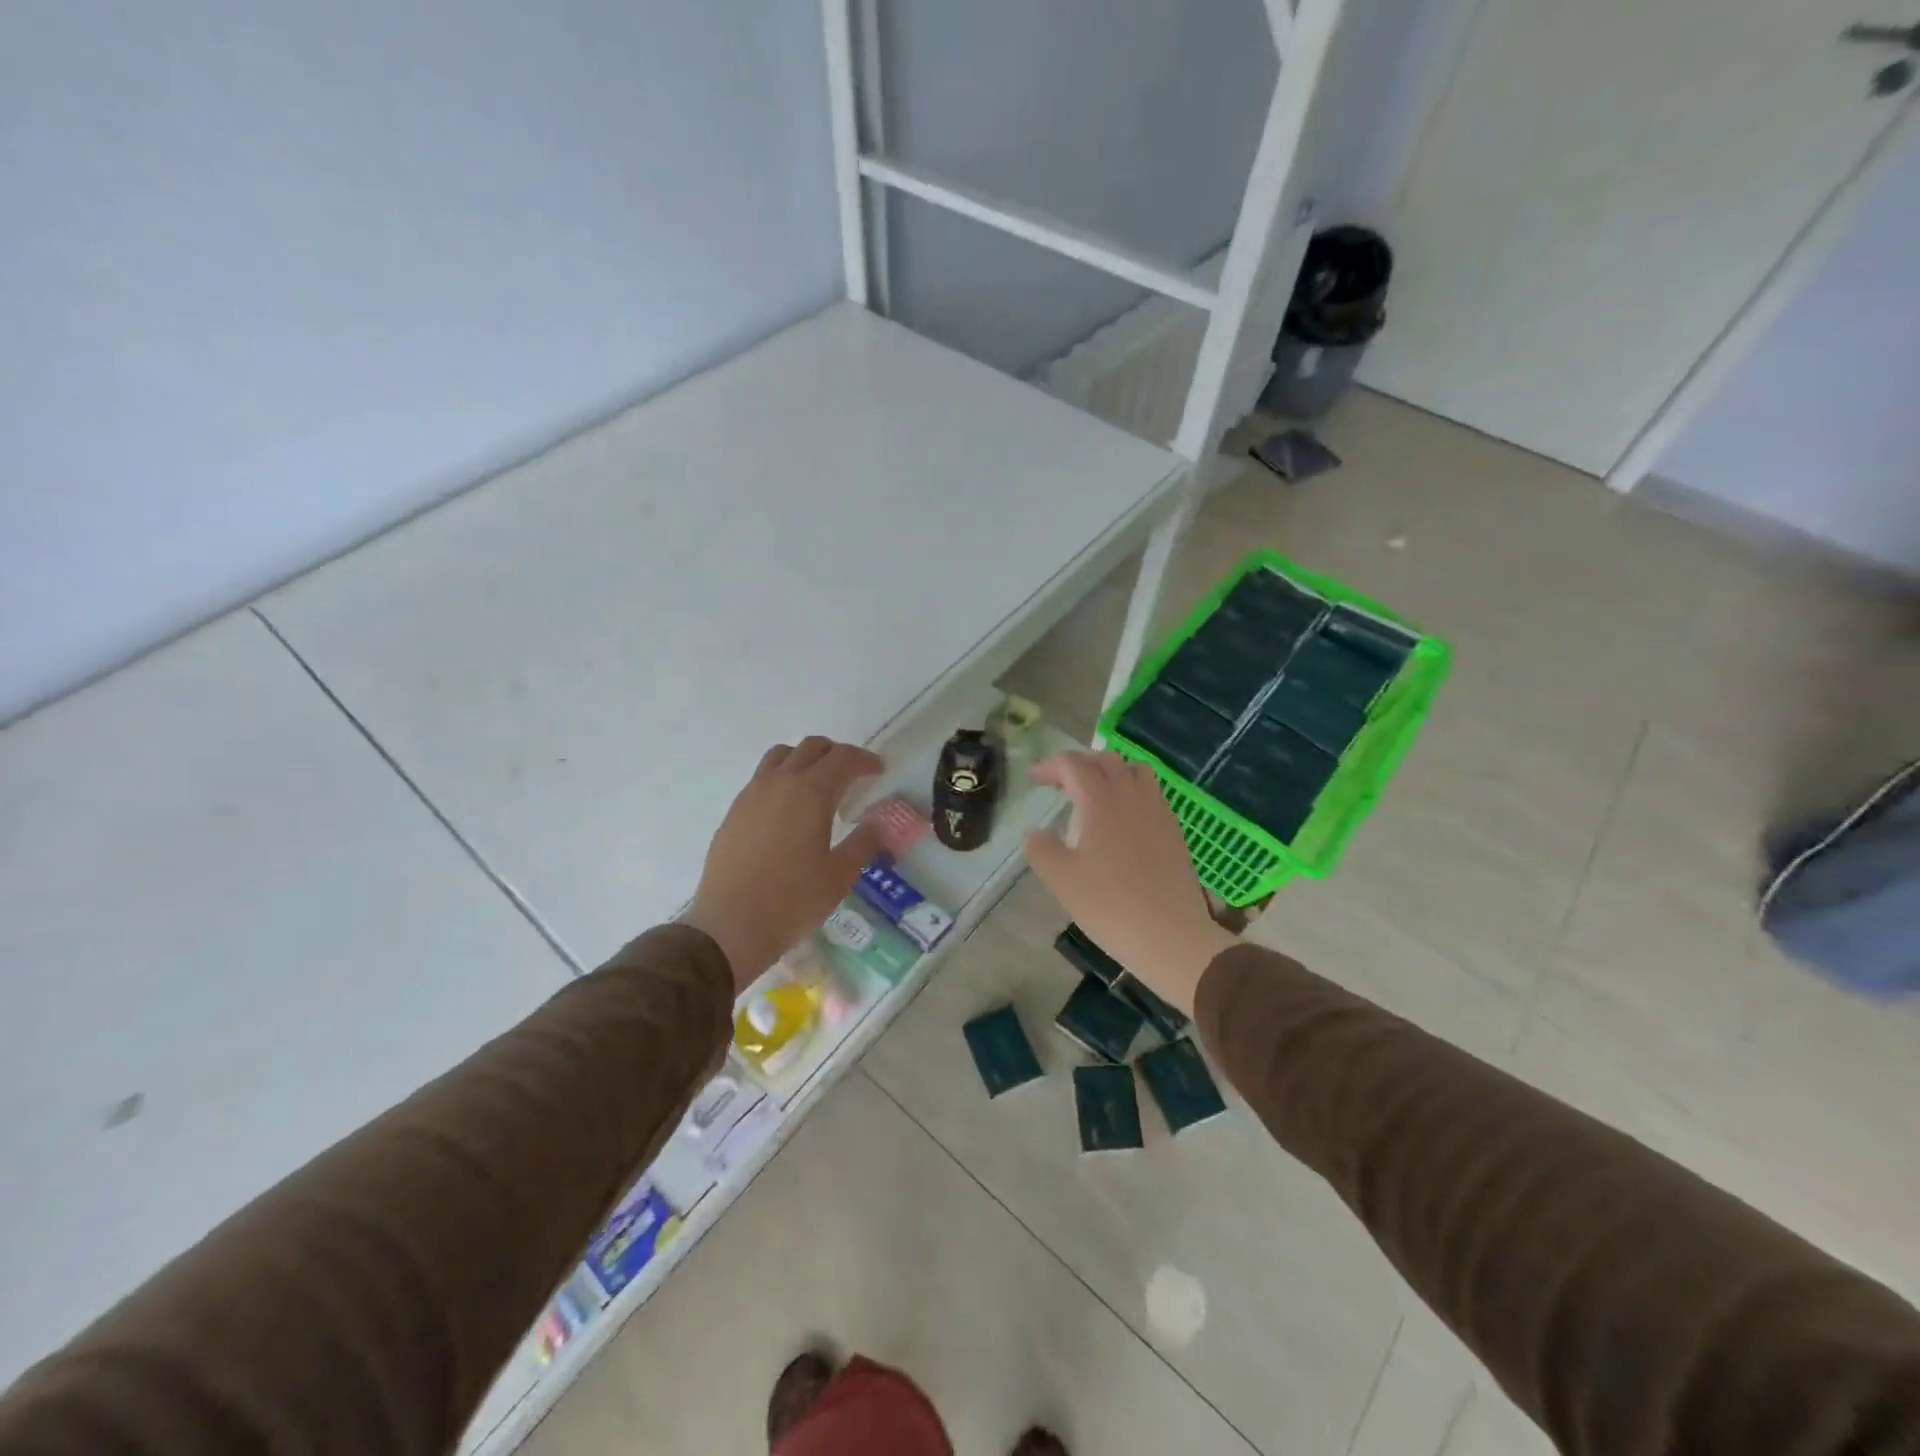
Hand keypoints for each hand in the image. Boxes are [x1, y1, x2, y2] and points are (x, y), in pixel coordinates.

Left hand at [684, 737, 884, 990]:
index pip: (842, 758)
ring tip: (817, 785)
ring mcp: (751, 795)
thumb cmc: (793, 901)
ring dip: (805, 759)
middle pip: (811, 747)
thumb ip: (863, 843)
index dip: (864, 760)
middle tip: (852, 775)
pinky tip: (788, 811)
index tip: (878, 770)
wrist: (730, 926)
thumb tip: (877, 824)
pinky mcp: (733, 812)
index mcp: (810, 793)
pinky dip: (781, 779)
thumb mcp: (839, 875)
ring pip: (781, 756)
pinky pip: (761, 779)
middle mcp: (779, 783)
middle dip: (836, 754)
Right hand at [1022, 751, 1236, 1014]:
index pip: (1073, 764)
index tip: (1034, 779)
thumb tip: (1033, 832)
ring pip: (1134, 771)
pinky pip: (1151, 794)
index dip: (1050, 766)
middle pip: (1105, 760)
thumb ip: (1041, 849)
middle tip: (1060, 785)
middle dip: (1079, 764)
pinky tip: (1123, 821)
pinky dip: (1132, 792)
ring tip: (1094, 795)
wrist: (1171, 936)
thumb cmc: (1109, 905)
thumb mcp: (1061, 880)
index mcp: (1100, 800)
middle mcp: (1131, 795)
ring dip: (1110, 772)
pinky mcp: (1174, 831)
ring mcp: (1158, 811)